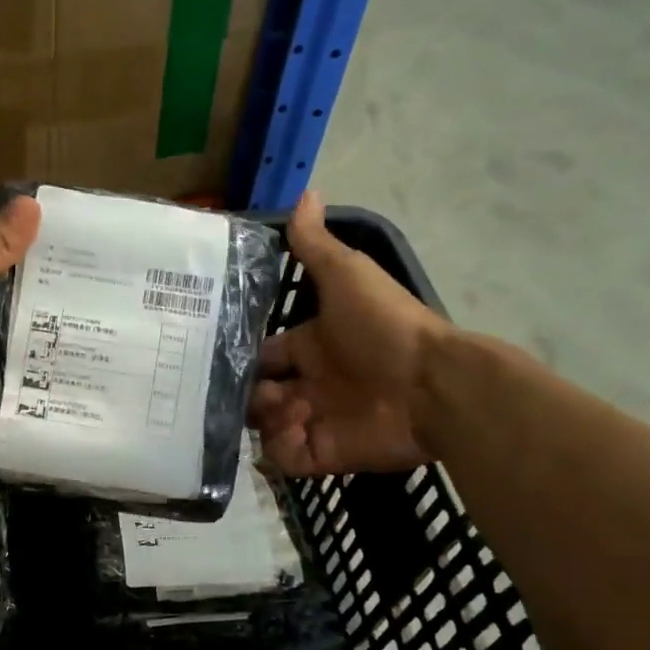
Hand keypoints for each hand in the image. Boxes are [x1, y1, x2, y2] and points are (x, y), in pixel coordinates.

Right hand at [250, 192, 448, 474]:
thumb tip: (304, 191)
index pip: (265, 354)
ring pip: (266, 425)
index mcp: (312, 344)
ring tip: (285, 410)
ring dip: (264, 419)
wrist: (433, 385)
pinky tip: (293, 433)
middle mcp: (311, 382)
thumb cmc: (385, 327)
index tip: (216, 357)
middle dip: (247, 393)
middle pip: (259, 392)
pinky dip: (279, 450)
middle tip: (253, 390)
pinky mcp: (324, 452)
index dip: (243, 355)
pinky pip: (284, 457)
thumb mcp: (347, 276)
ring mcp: (316, 418)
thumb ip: (316, 244)